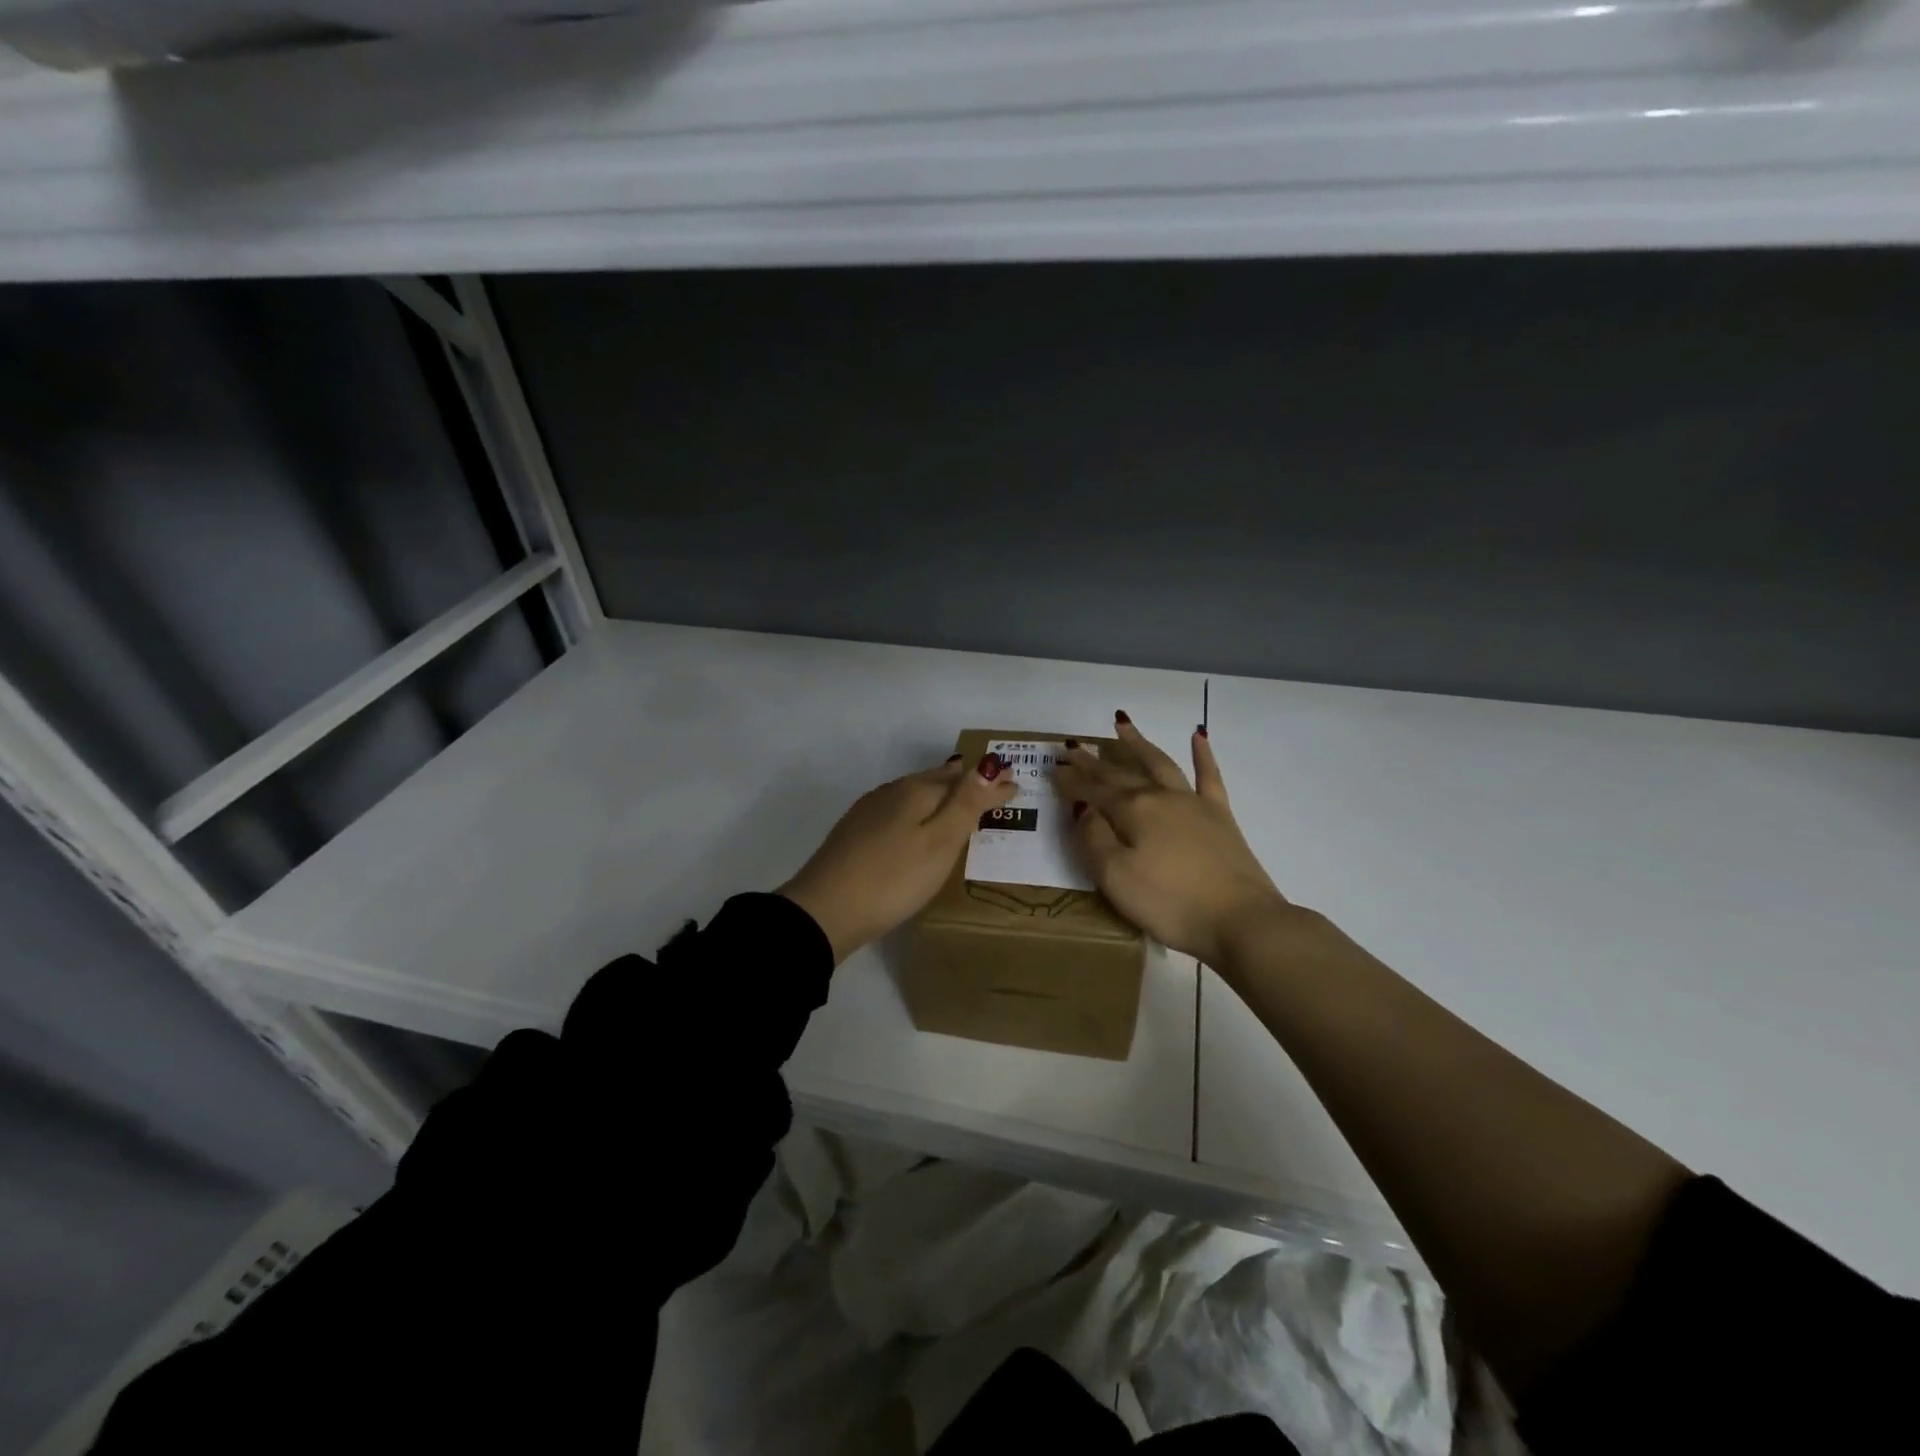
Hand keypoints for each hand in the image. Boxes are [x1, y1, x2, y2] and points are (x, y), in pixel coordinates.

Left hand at [779, 753, 1018, 964]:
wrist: (824, 910)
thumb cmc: (893, 879)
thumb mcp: (939, 843)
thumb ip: (965, 804)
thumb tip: (989, 765)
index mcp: (916, 791)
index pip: (963, 779)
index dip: (990, 783)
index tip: (1016, 783)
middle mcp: (892, 792)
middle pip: (936, 780)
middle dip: (966, 781)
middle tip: (992, 783)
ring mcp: (869, 811)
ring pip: (914, 793)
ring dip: (941, 792)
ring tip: (960, 797)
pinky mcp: (855, 832)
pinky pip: (898, 809)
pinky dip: (918, 809)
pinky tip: (916, 821)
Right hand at [1054, 717, 1287, 965]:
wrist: (1240, 920)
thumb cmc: (1169, 903)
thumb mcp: (1115, 877)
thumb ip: (1094, 839)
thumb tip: (1084, 808)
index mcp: (1132, 811)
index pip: (1093, 790)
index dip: (1071, 780)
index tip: (1053, 769)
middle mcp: (1160, 797)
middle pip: (1120, 774)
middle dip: (1094, 762)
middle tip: (1073, 748)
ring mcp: (1193, 803)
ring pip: (1160, 763)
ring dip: (1139, 744)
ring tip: (1121, 724)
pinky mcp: (1221, 816)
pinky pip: (1209, 776)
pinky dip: (1202, 754)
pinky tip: (1198, 735)